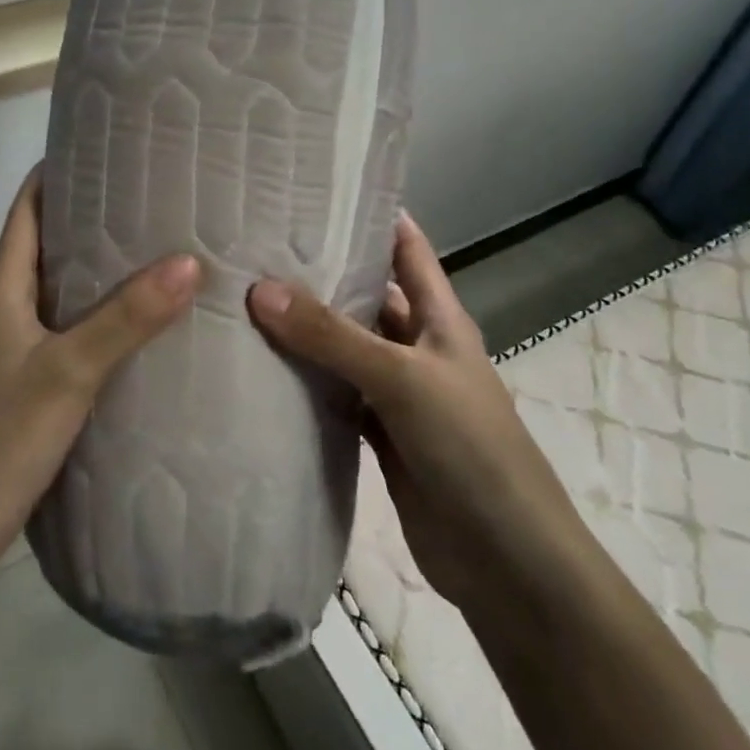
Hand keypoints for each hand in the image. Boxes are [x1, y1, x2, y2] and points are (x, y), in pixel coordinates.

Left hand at [0, 167, 200, 564]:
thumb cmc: (6, 434)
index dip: (54, 174)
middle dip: (86, 215)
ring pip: (54, 285)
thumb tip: (187, 262)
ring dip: (93, 263)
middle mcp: (2, 308)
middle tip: (145, 195)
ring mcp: (11, 344)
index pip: (23, 211)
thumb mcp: (71, 369)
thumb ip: (127, 317)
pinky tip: (133, 317)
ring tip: (149, 245)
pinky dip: (94, 307)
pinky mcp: (25, 376)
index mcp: (0, 290)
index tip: (101, 149)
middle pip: (41, 243)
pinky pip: (63, 323)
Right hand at [247, 213, 574, 604]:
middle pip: (367, 297)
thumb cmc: (470, 449)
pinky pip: (335, 396)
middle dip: (322, 273)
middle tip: (256, 245)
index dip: (372, 215)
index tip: (316, 190)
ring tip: (244, 298)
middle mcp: (418, 348)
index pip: (407, 248)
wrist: (505, 560)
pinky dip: (305, 384)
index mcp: (441, 319)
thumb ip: (333, 336)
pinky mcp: (379, 435)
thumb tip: (260, 288)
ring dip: (306, 331)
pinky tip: (261, 369)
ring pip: (345, 348)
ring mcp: (397, 393)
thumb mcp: (403, 379)